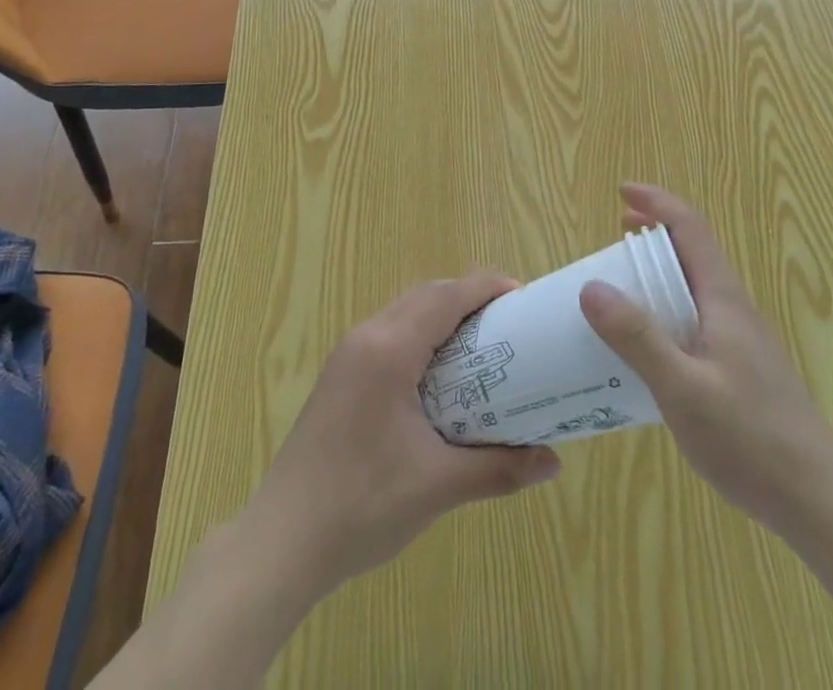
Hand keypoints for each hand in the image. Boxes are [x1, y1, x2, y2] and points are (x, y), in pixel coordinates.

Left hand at [242, 273, 561, 598]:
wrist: (280, 543)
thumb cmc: (361, 507)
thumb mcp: (437, 486)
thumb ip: (498, 468)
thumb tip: (553, 462)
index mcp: (390, 349)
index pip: (448, 297)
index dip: (489, 288)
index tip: (525, 298)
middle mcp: (367, 336)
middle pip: (427, 294)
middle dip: (470, 298)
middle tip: (510, 324)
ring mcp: (348, 354)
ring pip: (406, 310)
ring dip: (443, 315)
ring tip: (482, 346)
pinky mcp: (339, 375)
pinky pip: (390, 332)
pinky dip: (421, 334)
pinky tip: (439, 375)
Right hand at [579, 185, 832, 537]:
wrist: (820, 501)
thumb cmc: (751, 439)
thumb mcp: (682, 388)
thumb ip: (638, 338)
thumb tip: (591, 286)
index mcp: (724, 299)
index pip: (690, 228)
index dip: (657, 202)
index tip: (622, 192)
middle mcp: (735, 309)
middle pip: (693, 253)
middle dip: (653, 235)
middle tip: (613, 241)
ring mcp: (742, 341)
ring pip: (696, 288)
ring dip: (660, 275)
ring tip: (622, 291)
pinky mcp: (743, 370)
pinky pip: (698, 320)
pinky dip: (668, 311)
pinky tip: (650, 349)